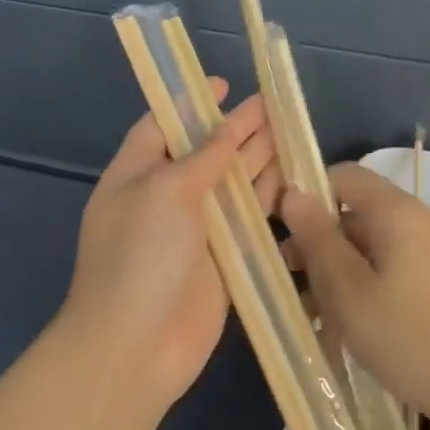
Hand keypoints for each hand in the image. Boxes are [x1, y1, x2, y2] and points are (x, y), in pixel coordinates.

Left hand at [57, 81, 279, 405]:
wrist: (136, 347)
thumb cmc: (141, 257)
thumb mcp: (165, 192)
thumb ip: (202, 158)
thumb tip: (226, 131)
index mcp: (136, 174)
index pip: (163, 125)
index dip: (191, 102)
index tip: (223, 82)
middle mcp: (165, 197)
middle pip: (205, 151)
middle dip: (237, 127)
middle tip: (275, 103)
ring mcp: (195, 230)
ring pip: (232, 184)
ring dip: (258, 158)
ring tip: (291, 129)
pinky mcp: (223, 259)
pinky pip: (248, 220)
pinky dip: (268, 199)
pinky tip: (293, 179)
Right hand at [281, 163, 429, 423]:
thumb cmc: (405, 336)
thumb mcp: (347, 289)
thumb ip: (317, 238)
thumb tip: (292, 193)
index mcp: (396, 211)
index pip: (343, 176)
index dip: (308, 195)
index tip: (283, 232)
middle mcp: (417, 220)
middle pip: (355, 212)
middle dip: (318, 240)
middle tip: (290, 280)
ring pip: (369, 244)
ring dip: (336, 268)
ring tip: (311, 310)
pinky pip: (389, 267)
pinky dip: (362, 283)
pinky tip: (345, 322)